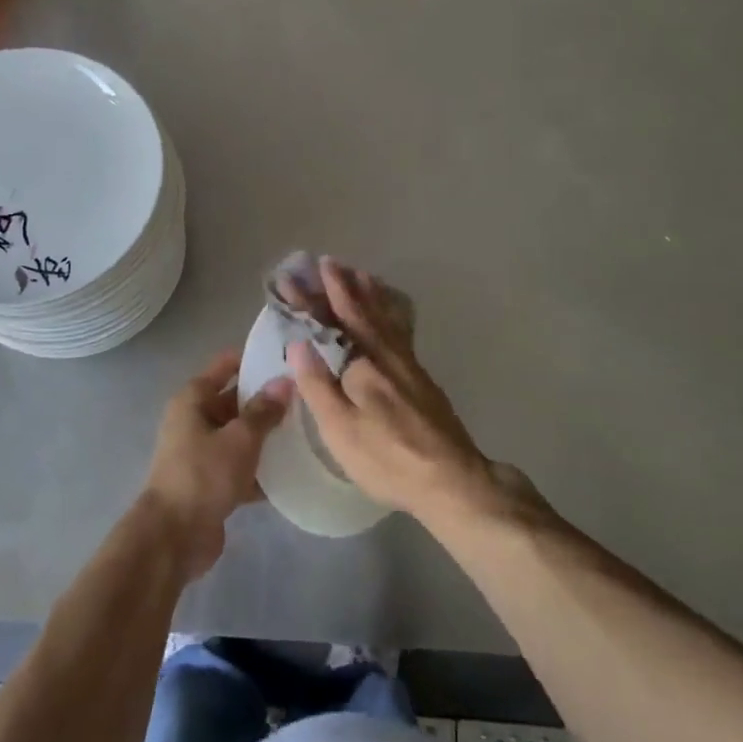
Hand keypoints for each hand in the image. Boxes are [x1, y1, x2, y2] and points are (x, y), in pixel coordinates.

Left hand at [144, 350, 291, 577]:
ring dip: (266, 436)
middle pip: (234, 401)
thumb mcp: (239, 439)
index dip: (254, 358)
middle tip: (306, 396)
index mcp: (193, 400)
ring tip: (306, 430)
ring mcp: (201, 453)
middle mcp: (194, 420)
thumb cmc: (203, 475)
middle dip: (266, 400)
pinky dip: (260, 468)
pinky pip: (240, 466)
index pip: (226, 365)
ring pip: (239, 435)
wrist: (174, 537)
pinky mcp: (210, 482)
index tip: (287, 357)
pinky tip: (292, 470)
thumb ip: (263, 411)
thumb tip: (284, 382)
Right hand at [287, 257, 497, 524]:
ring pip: (387, 319)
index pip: (329, 323)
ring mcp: (409, 366)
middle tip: (329, 261)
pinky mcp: (423, 380)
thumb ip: (317, 384)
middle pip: (362, 312)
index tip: (290, 277)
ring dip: (371, 295)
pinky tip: (393, 318)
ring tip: (362, 275)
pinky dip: (393, 315)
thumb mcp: (340, 428)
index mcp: (363, 363)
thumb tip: (298, 341)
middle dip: (343, 286)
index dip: (309, 301)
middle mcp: (388, 355)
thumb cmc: (387, 457)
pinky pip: (402, 332)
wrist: (452, 480)